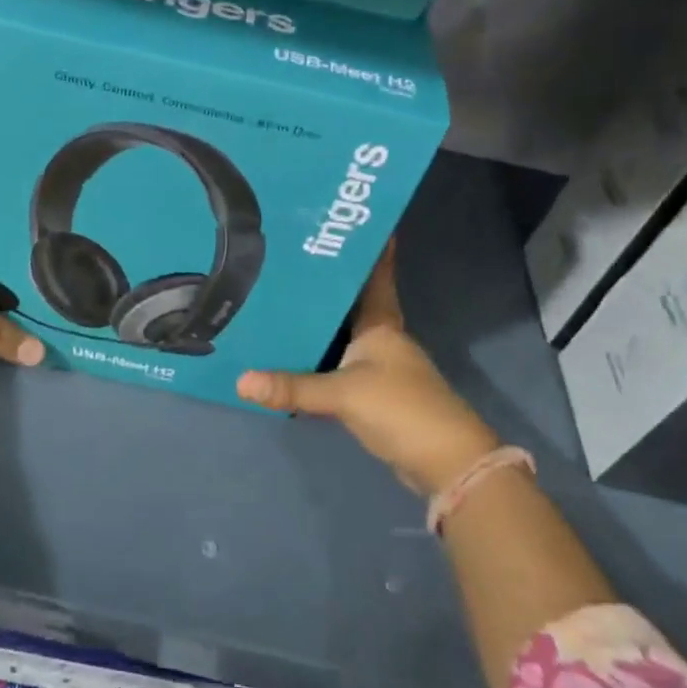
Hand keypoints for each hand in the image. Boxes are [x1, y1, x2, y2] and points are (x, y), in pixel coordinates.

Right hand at [237, 242, 497, 495]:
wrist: (446, 464)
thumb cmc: (402, 409)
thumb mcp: (343, 394)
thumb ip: (292, 387)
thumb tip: (240, 380)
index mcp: (382, 325)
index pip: (376, 276)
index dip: (372, 249)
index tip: (352, 223)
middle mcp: (382, 340)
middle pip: (351, 304)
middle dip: (325, 285)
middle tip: (288, 262)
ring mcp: (379, 369)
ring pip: (343, 336)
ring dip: (319, 323)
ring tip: (279, 303)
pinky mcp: (374, 395)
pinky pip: (338, 367)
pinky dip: (318, 360)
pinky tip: (292, 357)